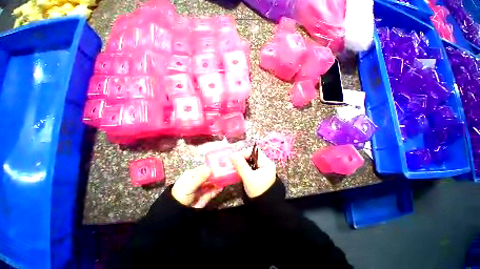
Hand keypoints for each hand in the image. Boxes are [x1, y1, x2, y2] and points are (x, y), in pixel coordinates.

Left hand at [171, 165, 222, 207]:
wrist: (177, 213)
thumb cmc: (180, 196)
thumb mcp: (189, 186)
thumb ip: (200, 178)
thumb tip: (211, 168)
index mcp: (193, 174)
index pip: (204, 168)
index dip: (212, 166)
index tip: (221, 165)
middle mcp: (199, 179)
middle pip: (210, 174)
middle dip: (217, 174)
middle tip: (225, 172)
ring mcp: (203, 187)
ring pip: (213, 182)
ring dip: (219, 181)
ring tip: (226, 179)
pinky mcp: (206, 195)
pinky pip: (214, 191)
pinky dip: (218, 189)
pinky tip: (222, 187)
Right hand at [231, 148, 276, 197]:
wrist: (265, 207)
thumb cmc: (258, 191)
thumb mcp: (248, 178)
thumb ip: (241, 166)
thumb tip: (232, 155)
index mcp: (266, 163)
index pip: (254, 152)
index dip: (244, 153)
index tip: (234, 158)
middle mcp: (266, 164)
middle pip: (252, 156)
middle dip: (242, 158)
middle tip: (233, 163)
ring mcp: (262, 169)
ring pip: (250, 161)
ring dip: (242, 163)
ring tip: (235, 167)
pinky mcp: (259, 173)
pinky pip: (250, 166)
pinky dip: (244, 167)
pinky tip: (239, 171)